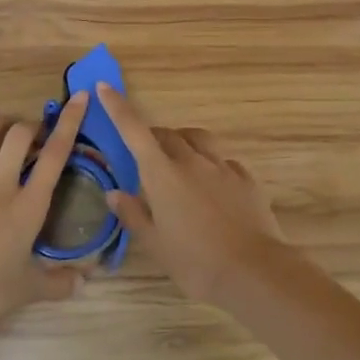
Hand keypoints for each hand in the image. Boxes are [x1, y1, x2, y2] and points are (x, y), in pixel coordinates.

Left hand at [0, 92, 90, 335]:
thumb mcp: (29, 290)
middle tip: (35, 133)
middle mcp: (0, 188)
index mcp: (28, 207)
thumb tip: (85, 282)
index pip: (55, 157)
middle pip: (18, 139)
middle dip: (30, 127)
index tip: (79, 98)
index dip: (69, 123)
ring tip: (6, 125)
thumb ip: (59, 283)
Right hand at [96, 83, 289, 306]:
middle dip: (153, 138)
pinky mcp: (246, 178)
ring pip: (198, 139)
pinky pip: (224, 160)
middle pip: (167, 135)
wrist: (253, 271)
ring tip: (180, 161)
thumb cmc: (195, 262)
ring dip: (184, 142)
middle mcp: (191, 160)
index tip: (105, 87)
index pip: (134, 130)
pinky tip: (213, 185)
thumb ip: (134, 214)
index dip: (118, 107)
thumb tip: (114, 194)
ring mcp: (222, 166)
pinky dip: (212, 164)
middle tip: (146, 156)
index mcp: (162, 174)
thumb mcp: (156, 244)